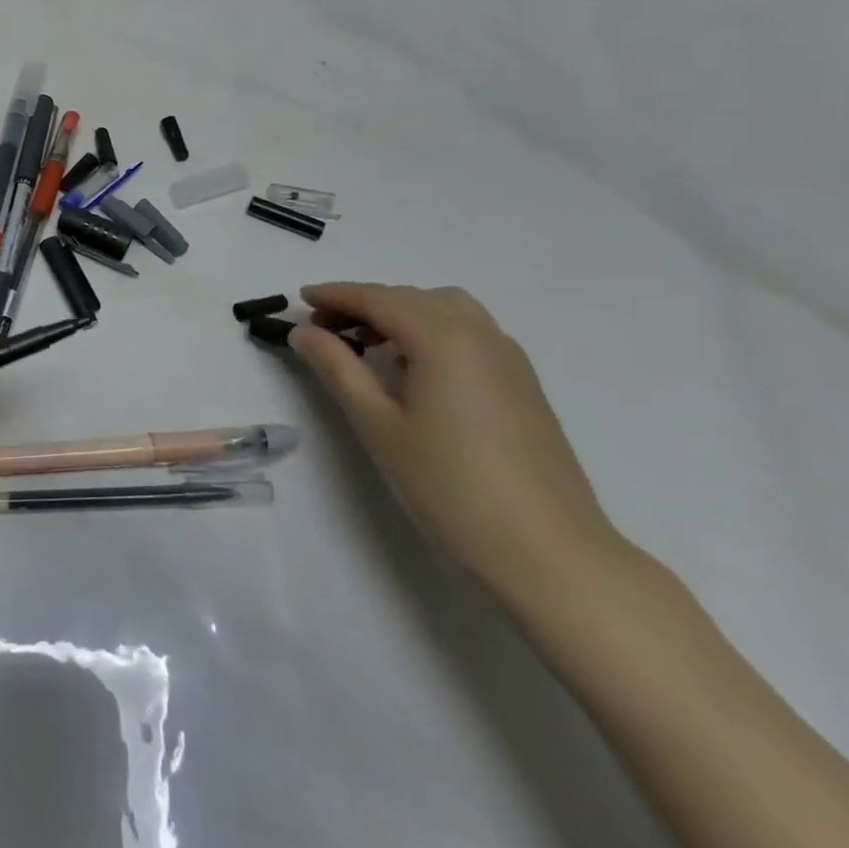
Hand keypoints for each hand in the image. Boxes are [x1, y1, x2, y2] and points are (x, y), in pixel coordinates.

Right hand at [289, 283, 623, 614]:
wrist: (549, 553)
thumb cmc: (449, 487)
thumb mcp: (378, 425)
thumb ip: (338, 368)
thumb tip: (303, 332)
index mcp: (443, 338)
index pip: (379, 299)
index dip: (336, 294)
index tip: (300, 297)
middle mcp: (480, 334)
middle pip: (412, 298)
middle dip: (365, 302)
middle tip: (325, 328)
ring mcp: (508, 357)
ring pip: (446, 309)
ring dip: (401, 312)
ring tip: (368, 343)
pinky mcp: (523, 383)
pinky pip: (470, 331)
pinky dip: (432, 329)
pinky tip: (414, 366)